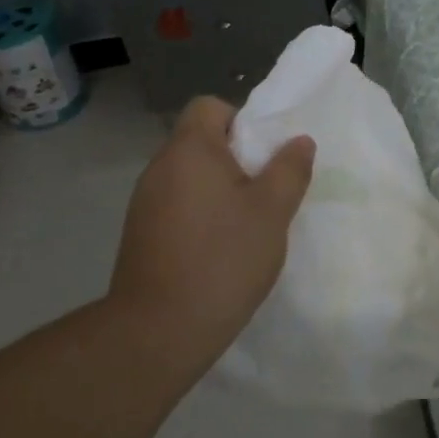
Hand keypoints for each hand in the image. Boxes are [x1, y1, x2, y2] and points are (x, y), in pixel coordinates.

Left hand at [110, 96, 315, 381]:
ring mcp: (144, 203)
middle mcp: (160, 168)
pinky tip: (218, 250)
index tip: (264, 154)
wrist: (158, 331)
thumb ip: (289, 170)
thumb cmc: (223, 259)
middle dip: (236, 159)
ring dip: (218, 190)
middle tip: (266, 192)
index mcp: (190, 150)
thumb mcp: (272, 212)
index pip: (209, 106)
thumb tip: (299, 142)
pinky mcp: (139, 234)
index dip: (241, 119)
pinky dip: (199, 215)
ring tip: (246, 225)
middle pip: (200, 141)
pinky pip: (176, 206)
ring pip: (189, 177)